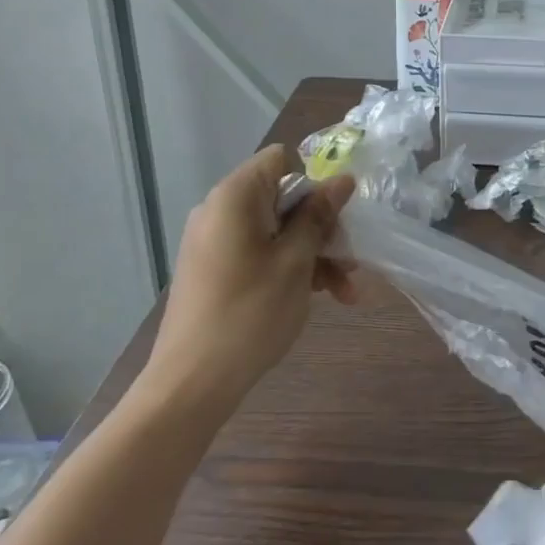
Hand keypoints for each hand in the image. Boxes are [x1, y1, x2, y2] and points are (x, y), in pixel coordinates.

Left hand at [140, 146, 355, 415]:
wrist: (191, 383)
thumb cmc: (250, 314)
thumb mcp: (296, 262)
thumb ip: (319, 215)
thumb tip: (342, 178)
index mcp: (235, 197)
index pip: (281, 161)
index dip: (315, 182)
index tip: (338, 217)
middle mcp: (219, 211)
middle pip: (283, 199)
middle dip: (322, 228)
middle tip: (353, 263)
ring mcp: (213, 242)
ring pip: (276, 231)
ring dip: (313, 255)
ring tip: (346, 292)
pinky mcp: (213, 269)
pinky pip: (259, 253)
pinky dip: (289, 268)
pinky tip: (318, 298)